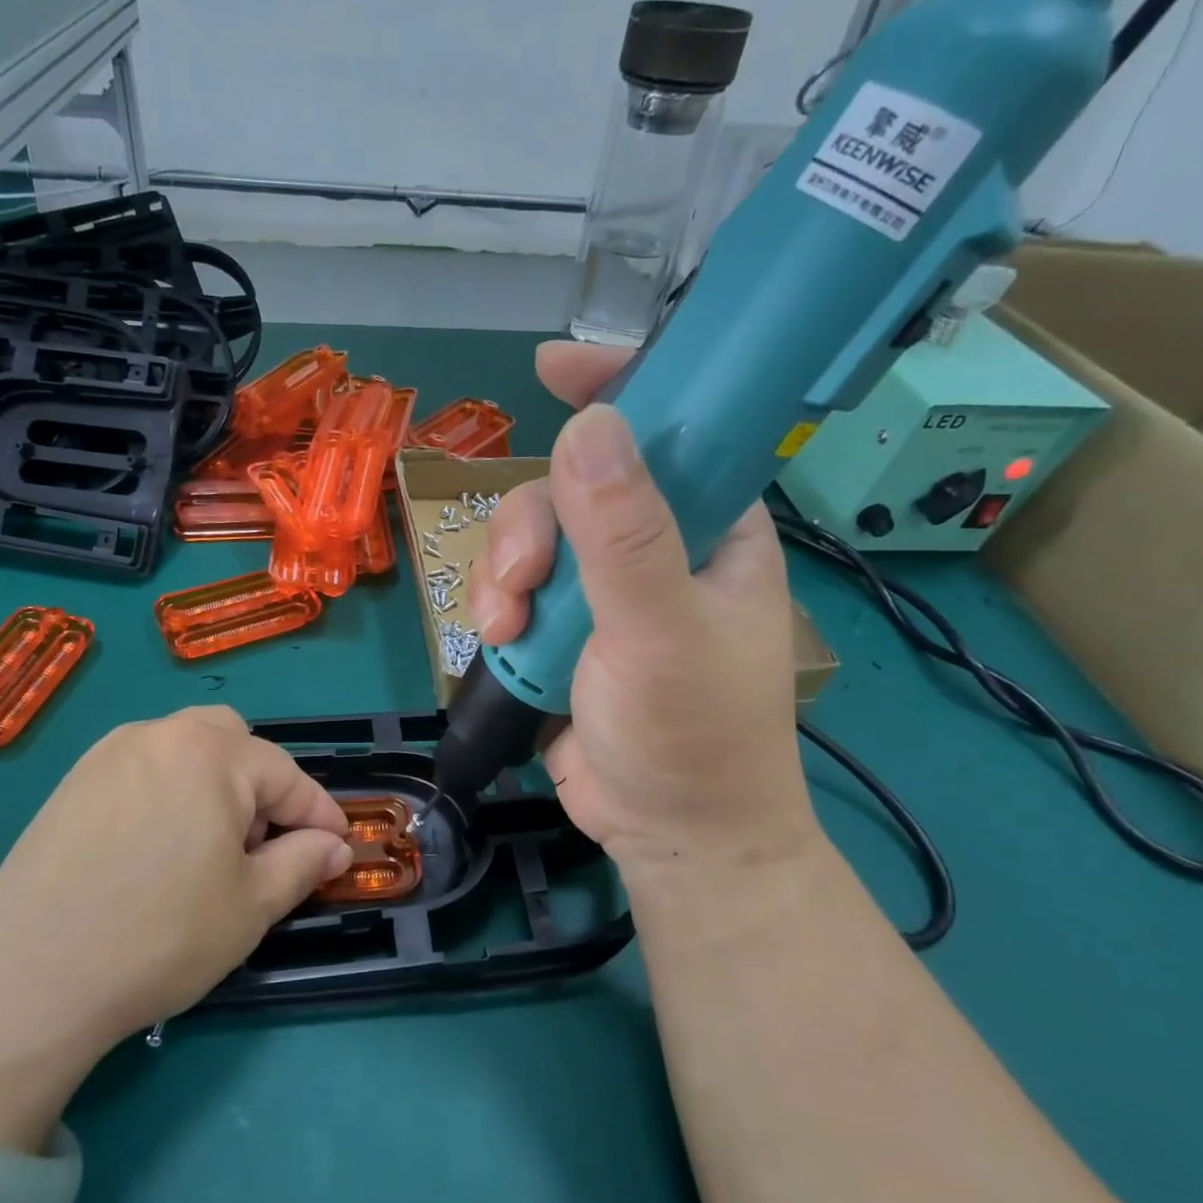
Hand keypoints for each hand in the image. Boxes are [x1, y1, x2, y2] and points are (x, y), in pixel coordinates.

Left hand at [0, 707, 351, 1146]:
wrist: (28, 978)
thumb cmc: (161, 936)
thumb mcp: (252, 905)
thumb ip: (304, 862)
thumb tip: (335, 846)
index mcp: (210, 753)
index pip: (285, 774)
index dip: (318, 813)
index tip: (339, 846)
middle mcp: (158, 735)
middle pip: (231, 741)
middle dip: (261, 785)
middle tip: (259, 844)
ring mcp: (107, 755)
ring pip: (183, 750)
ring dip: (214, 785)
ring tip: (208, 849)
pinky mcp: (72, 784)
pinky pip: (141, 769)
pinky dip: (169, 792)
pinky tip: (157, 850)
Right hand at [469, 340, 819, 878]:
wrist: (668, 833)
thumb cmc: (693, 735)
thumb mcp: (661, 632)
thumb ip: (625, 536)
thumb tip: (589, 427)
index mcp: (709, 525)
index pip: (672, 426)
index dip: (619, 388)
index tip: (554, 369)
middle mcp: (653, 543)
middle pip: (571, 485)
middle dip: (530, 527)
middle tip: (523, 585)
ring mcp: (601, 587)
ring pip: (528, 536)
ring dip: (502, 574)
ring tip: (507, 631)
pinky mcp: (560, 627)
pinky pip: (510, 584)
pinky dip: (494, 606)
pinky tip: (499, 642)